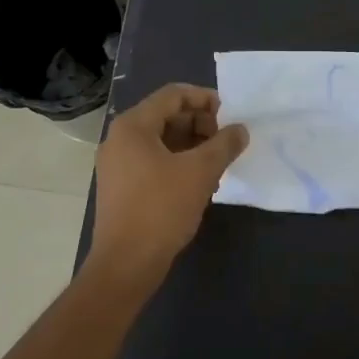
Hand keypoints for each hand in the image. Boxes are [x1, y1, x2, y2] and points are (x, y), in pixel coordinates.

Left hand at [90, 84, 247, 277]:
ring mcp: (118, 164)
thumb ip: (224, 144)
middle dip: (201, 125)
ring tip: (218, 165)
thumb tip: (241, 130)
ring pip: (162, 141)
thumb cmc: (161, 209)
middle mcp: (120, 139)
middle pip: (166, 116)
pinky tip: (200, 183)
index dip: (205, 99)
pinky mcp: (122, 187)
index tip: (231, 115)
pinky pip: (154, 162)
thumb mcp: (201, 172)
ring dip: (193, 146)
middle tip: (226, 143)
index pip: (173, 95)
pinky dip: (179, 164)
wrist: (126, 263)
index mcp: (133, 126)